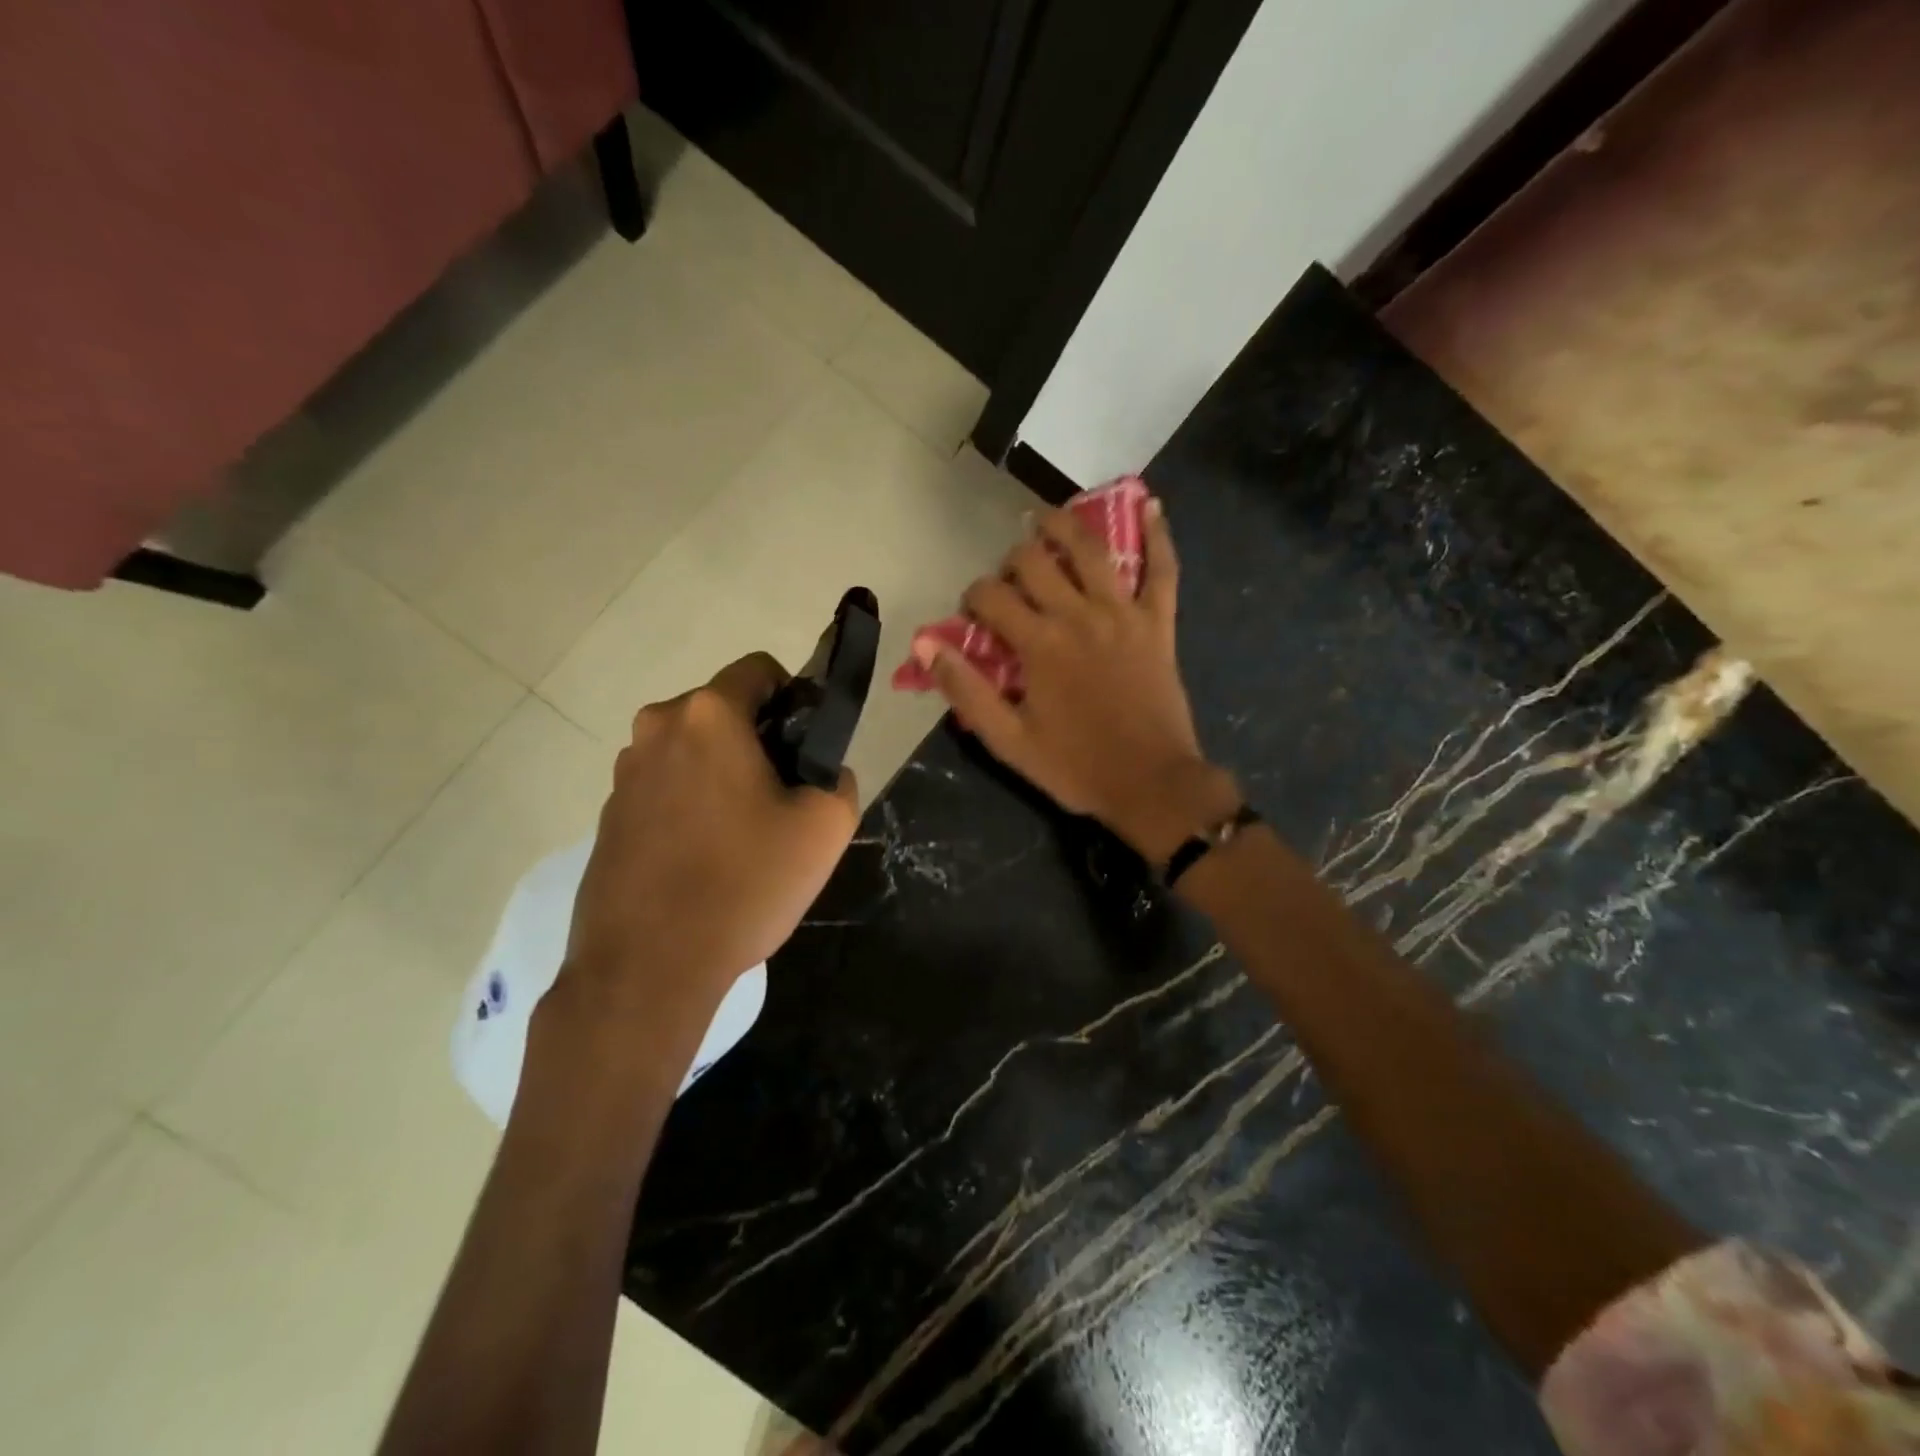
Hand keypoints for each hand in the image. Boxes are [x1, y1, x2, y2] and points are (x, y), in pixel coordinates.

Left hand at [560, 653, 858, 1040]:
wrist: (647, 969)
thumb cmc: (744, 884)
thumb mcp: (825, 826)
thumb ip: (838, 778)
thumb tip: (821, 771)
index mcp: (707, 716)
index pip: (759, 670)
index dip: (795, 698)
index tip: (806, 748)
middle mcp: (656, 729)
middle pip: (723, 712)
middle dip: (758, 741)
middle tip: (781, 802)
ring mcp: (624, 774)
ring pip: (693, 751)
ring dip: (722, 774)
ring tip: (744, 838)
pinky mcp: (608, 815)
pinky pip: (665, 788)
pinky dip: (690, 805)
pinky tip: (705, 860)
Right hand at [922, 497, 1238, 860]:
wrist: (1152, 784)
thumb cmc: (1076, 767)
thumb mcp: (1009, 741)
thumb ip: (967, 690)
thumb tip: (926, 645)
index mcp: (1039, 644)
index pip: (990, 597)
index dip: (972, 598)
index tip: (973, 617)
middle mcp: (1078, 615)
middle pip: (1034, 561)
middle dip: (1011, 562)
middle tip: (1010, 580)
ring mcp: (1123, 613)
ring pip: (1091, 549)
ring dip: (1064, 526)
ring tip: (1046, 520)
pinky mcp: (1158, 622)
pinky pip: (1162, 569)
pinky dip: (1158, 535)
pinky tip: (1149, 505)